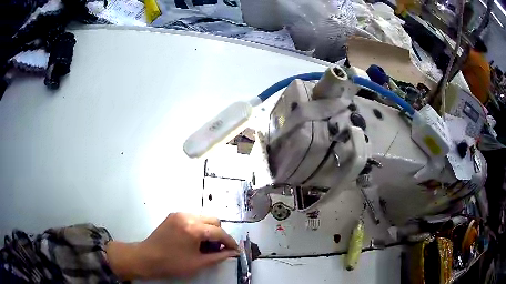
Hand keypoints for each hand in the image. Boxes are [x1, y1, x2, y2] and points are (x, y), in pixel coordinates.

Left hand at [106, 213, 238, 279]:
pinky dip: (199, 227)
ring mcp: (179, 214)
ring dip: (209, 230)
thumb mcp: (198, 263)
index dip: (230, 242)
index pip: (219, 232)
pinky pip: (193, 218)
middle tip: (218, 249)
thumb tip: (233, 253)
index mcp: (194, 229)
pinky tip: (194, 240)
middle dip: (220, 234)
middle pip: (213, 220)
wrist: (146, 258)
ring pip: (203, 218)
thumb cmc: (173, 264)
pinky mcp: (173, 216)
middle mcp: (187, 216)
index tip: (235, 250)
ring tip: (205, 245)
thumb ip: (219, 257)